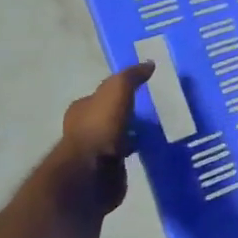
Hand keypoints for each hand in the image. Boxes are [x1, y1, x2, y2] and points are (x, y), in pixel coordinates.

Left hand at [56, 62, 152, 215]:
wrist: (92, 173)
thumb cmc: (101, 126)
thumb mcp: (117, 90)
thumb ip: (131, 76)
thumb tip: (149, 64)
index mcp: (81, 108)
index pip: (101, 96)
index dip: (120, 93)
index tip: (142, 92)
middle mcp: (83, 130)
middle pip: (109, 117)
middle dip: (127, 116)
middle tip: (153, 113)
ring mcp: (93, 154)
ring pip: (117, 140)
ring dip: (132, 137)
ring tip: (156, 133)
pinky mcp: (105, 174)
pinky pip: (123, 160)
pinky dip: (134, 155)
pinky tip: (150, 152)